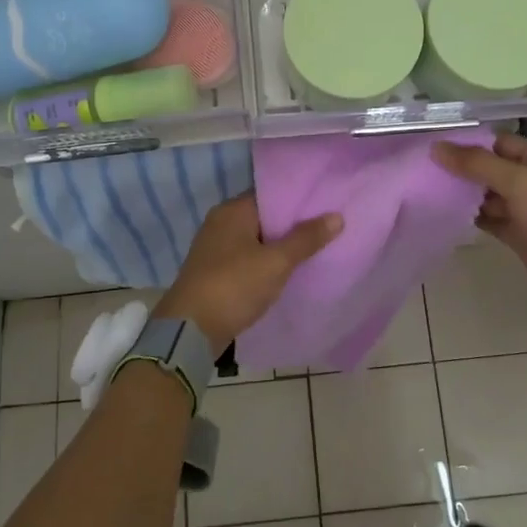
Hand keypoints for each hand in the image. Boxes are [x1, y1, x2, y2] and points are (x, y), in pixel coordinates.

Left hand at [153, 194, 341, 352]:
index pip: (271, 195)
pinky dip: (265, 263)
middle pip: (264, 217)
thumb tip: (337, 216)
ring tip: (314, 250)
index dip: (299, 200)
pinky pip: (247, 260)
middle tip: (327, 229)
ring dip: (279, 247)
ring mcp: (215, 249)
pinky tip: (287, 272)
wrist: (190, 331)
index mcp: (232, 211)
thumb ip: (306, 239)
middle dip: (292, 225)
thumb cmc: (234, 286)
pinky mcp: (214, 272)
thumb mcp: (276, 262)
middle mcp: (220, 223)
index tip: (326, 206)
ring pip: (256, 240)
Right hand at [433, 133, 526, 282]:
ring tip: (423, 190)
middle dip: (459, 169)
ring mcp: (525, 208)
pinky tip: (442, 214)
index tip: (430, 147)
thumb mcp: (520, 181)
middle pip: (489, 168)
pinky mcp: (518, 234)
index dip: (466, 143)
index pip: (496, 142)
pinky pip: (488, 219)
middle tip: (420, 170)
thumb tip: (436, 147)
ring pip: (486, 195)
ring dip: (461, 194)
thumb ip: (477, 164)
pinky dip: (469, 217)